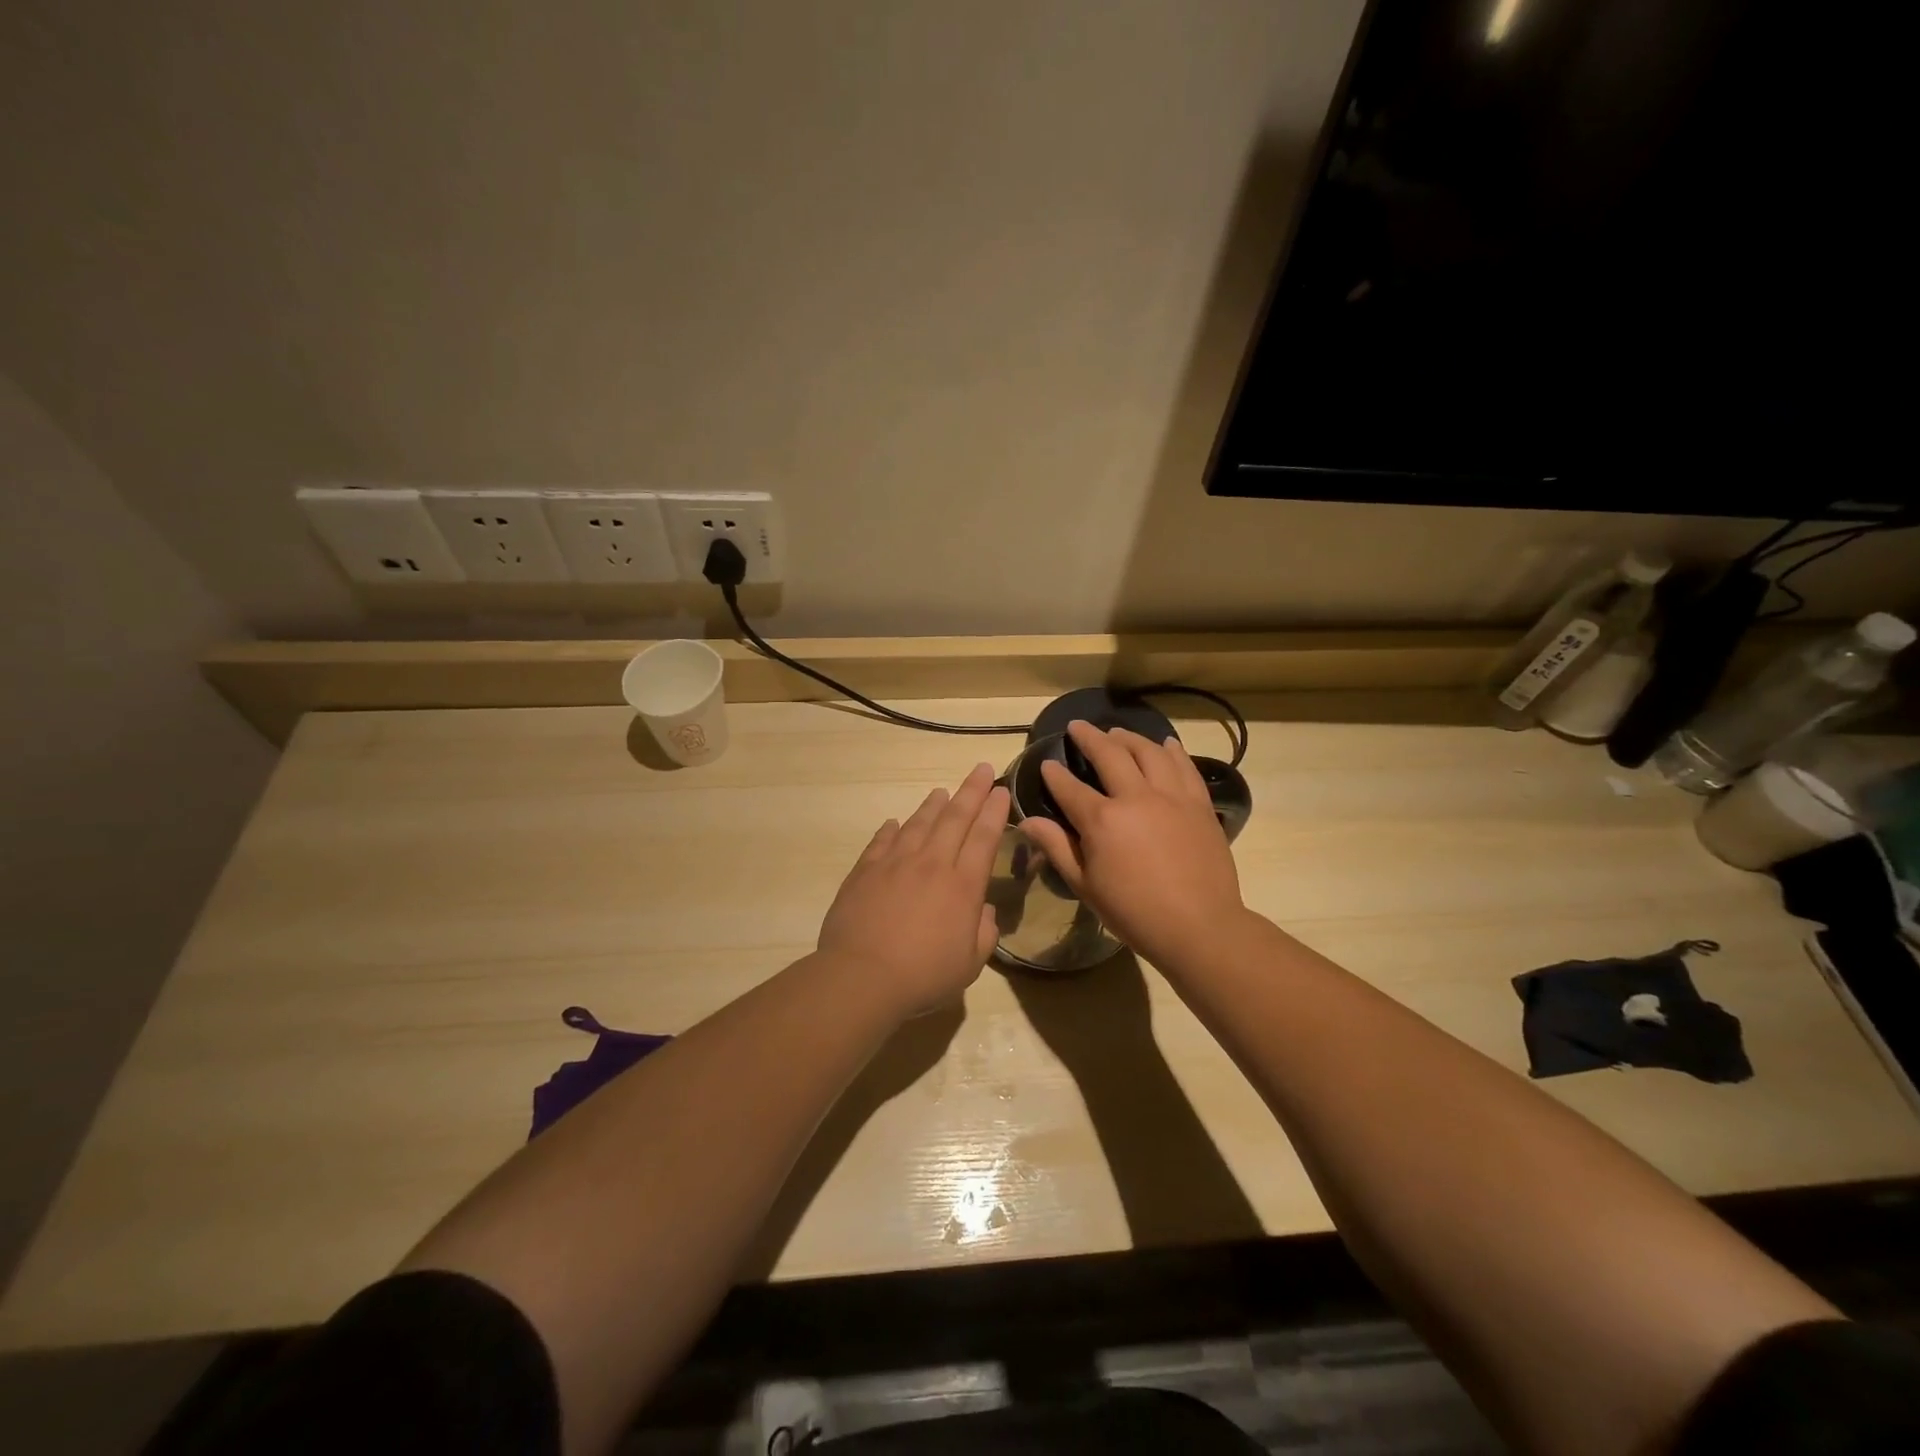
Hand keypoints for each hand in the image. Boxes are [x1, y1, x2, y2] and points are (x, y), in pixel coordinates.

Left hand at [818, 762, 1009, 1017]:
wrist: (862, 976)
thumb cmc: (923, 975)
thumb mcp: (969, 964)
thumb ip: (984, 933)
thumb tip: (985, 910)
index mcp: (962, 885)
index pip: (984, 838)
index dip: (994, 811)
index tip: (1000, 790)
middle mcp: (932, 864)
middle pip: (955, 818)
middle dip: (971, 791)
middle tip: (981, 769)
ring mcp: (895, 863)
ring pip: (919, 823)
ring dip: (933, 805)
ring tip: (941, 791)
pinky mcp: (865, 871)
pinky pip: (882, 842)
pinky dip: (891, 830)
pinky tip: (895, 823)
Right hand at [1018, 721, 1245, 967]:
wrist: (1199, 927)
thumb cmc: (1134, 913)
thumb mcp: (1085, 885)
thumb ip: (1056, 847)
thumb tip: (1027, 820)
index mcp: (1102, 820)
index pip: (1070, 787)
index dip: (1055, 774)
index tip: (1047, 764)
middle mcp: (1136, 797)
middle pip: (1110, 754)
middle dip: (1090, 737)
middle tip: (1078, 726)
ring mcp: (1172, 796)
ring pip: (1149, 751)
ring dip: (1129, 738)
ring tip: (1117, 732)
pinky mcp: (1199, 804)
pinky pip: (1184, 766)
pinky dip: (1172, 750)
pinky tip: (1165, 743)